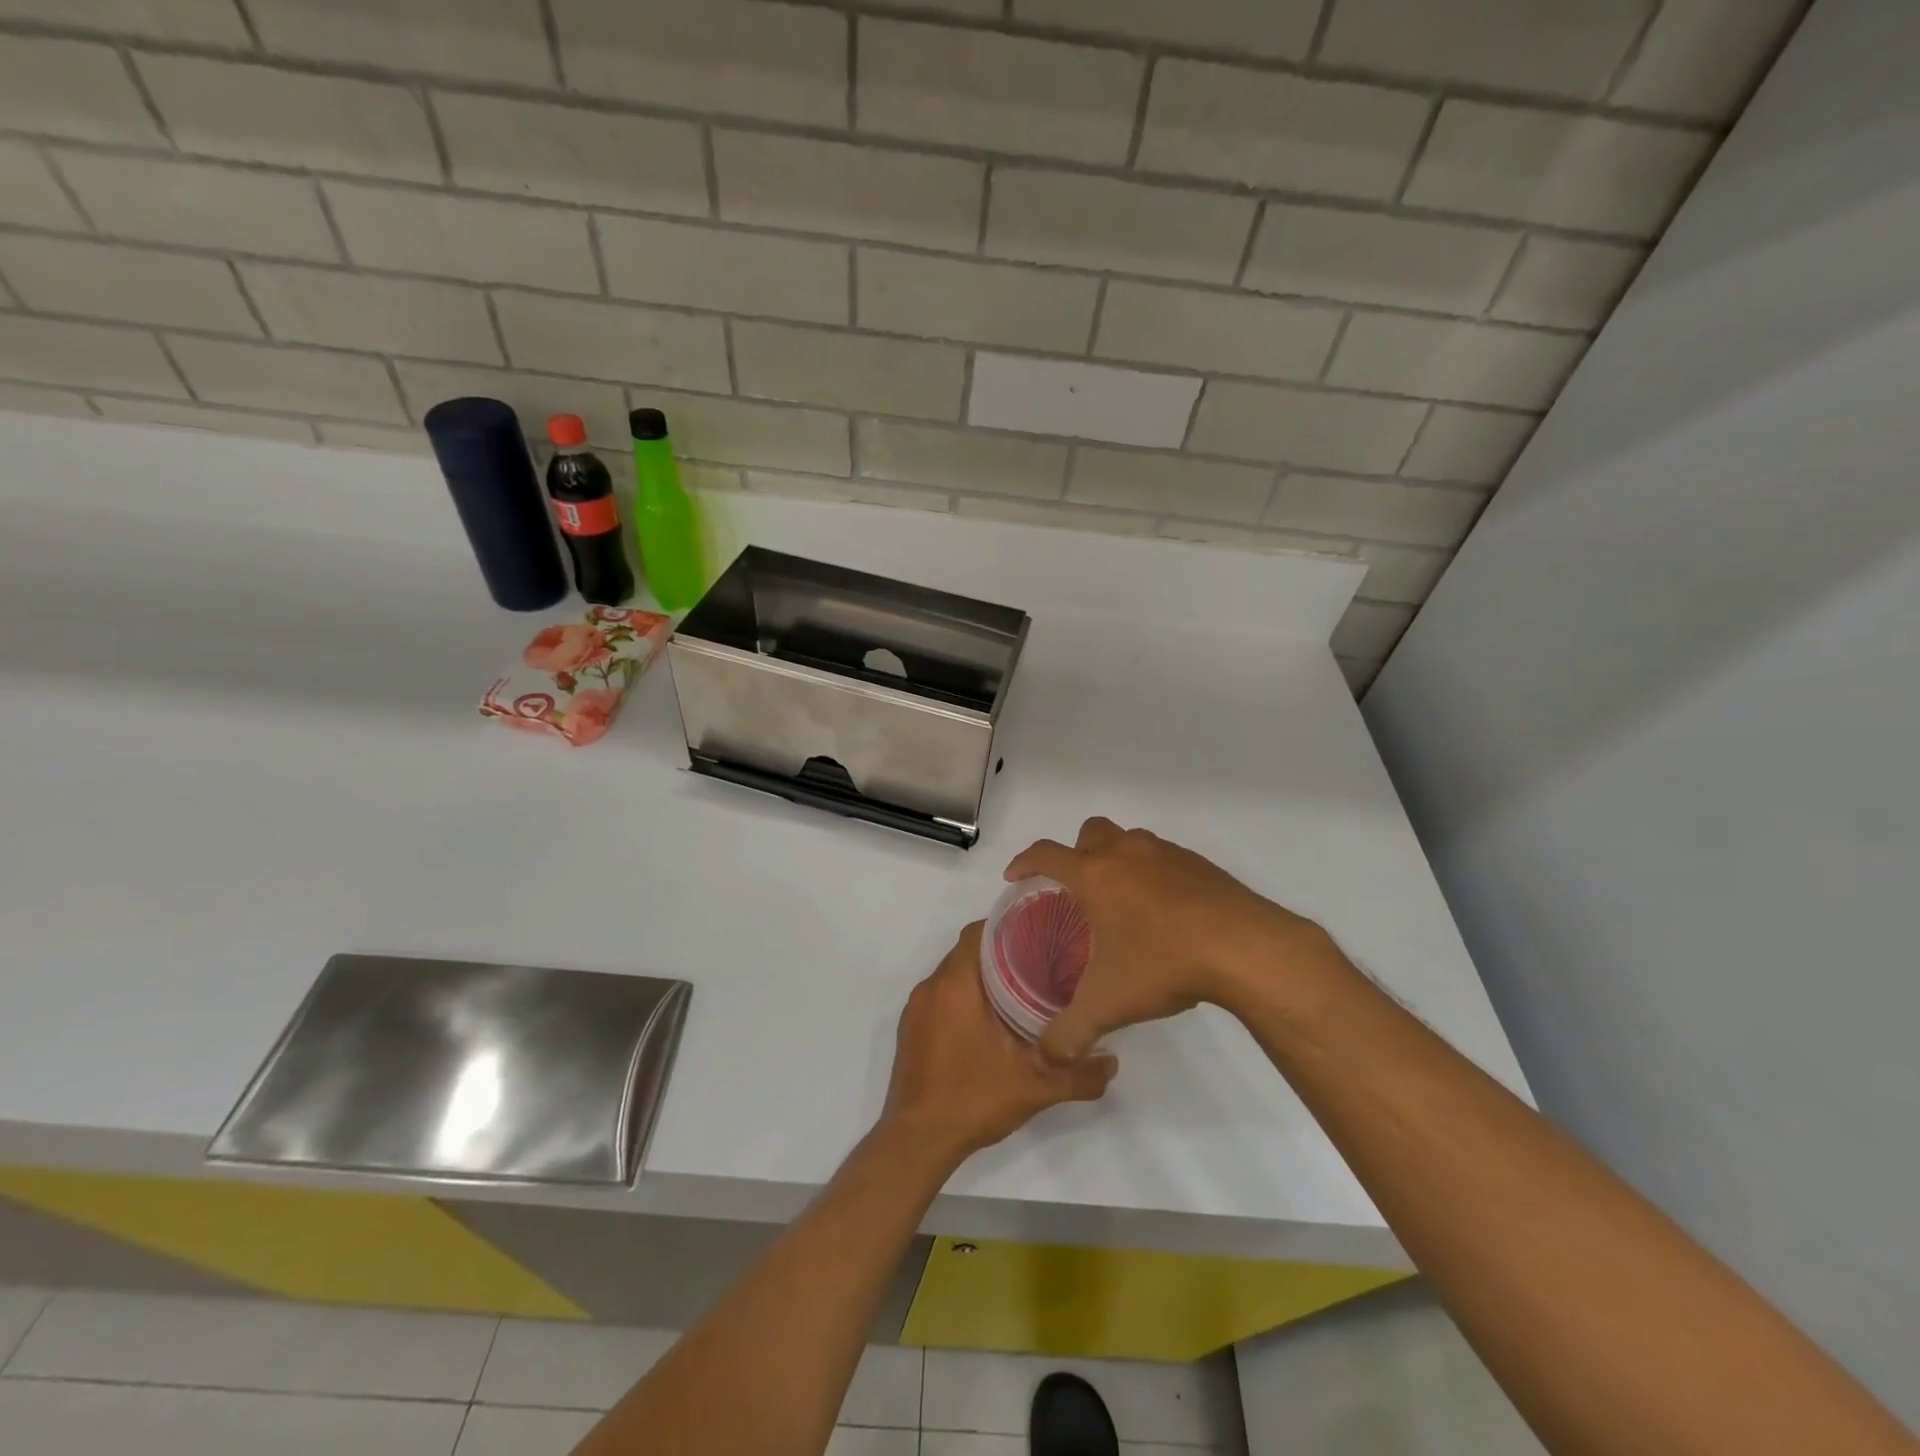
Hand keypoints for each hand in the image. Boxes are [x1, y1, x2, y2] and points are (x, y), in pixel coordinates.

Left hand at [883, 921, 1116, 1159]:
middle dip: (1000, 953)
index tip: (1038, 935)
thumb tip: (1112, 1062)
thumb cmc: (972, 1100)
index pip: (978, 932)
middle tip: (1038, 964)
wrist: (917, 1142)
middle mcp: (931, 987)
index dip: (1008, 927)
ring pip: (953, 975)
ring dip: (981, 977)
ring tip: (1019, 990)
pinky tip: (988, 1021)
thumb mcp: (1034, 1088)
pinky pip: (940, 997)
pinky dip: (963, 998)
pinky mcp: (911, 1029)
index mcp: (955, 984)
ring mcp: (916, 1008)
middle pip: (967, 952)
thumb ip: (1078, 1074)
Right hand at [1006, 817, 1332, 1061]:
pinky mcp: (1200, 864)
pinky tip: (1166, 913)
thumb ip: (1069, 1033)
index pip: (1046, 854)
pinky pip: (1164, 857)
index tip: (1014, 876)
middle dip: (1076, 852)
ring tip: (1123, 902)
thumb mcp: (1108, 1005)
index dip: (1024, 862)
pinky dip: (1154, 874)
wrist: (1244, 948)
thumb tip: (1044, 1058)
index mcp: (1095, 875)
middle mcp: (1127, 853)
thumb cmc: (1163, 963)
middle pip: (1091, 832)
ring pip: (1130, 840)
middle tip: (1077, 889)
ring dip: (1118, 859)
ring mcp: (1167, 853)